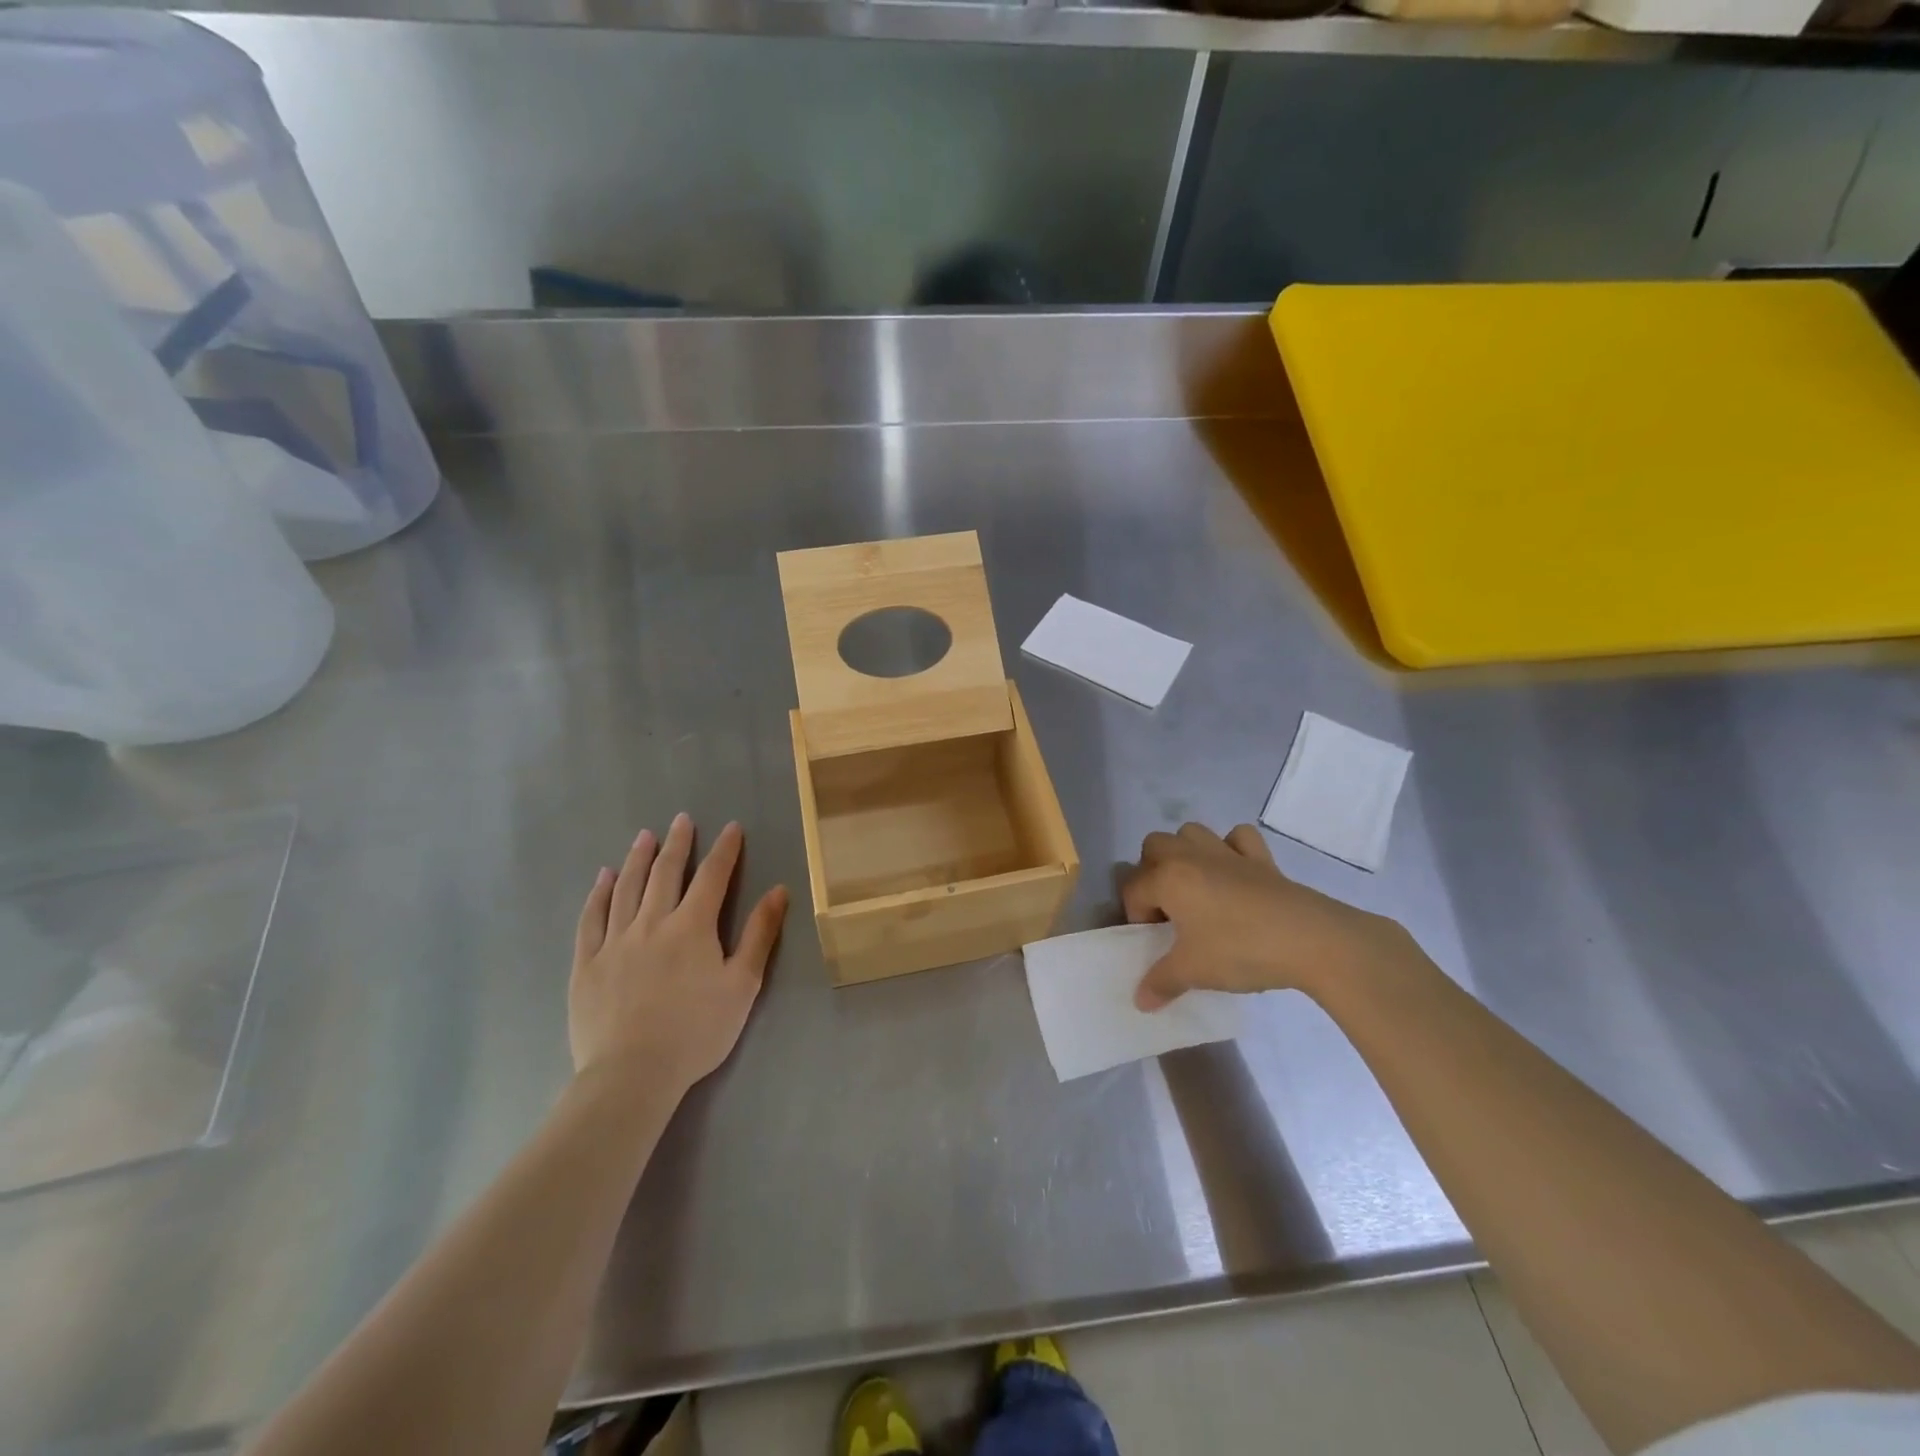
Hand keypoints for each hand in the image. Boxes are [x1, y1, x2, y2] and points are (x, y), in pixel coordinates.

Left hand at [570, 814, 787, 1097]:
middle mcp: (652, 922)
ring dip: (638, 859)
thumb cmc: (697, 1031)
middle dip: (678, 844)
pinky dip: (598, 894)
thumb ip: (759, 934)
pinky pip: (592, 918)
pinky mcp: (587, 963)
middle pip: (666, 873)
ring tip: (644, 837)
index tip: (732, 827)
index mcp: (693, 926)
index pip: (712, 876)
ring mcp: (615, 941)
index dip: (725, 850)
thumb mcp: (742, 984)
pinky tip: (603, 878)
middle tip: (682, 819)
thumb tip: (778, 890)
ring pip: (627, 888)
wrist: (632, 1074)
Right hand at [1122, 822, 1416, 1009]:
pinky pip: (1238, 838)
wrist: (1311, 941)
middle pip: (1154, 846)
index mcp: (1168, 878)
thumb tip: (1140, 1001)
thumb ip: (1161, 982)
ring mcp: (1228, 853)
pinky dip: (1231, 847)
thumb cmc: (1240, 950)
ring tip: (1194, 889)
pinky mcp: (1262, 859)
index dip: (1136, 917)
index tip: (1154, 945)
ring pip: (1192, 832)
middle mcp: (1192, 856)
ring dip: (1185, 853)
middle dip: (1151, 872)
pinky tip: (1234, 874)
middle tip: (1167, 909)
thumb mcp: (1194, 971)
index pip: (1133, 889)